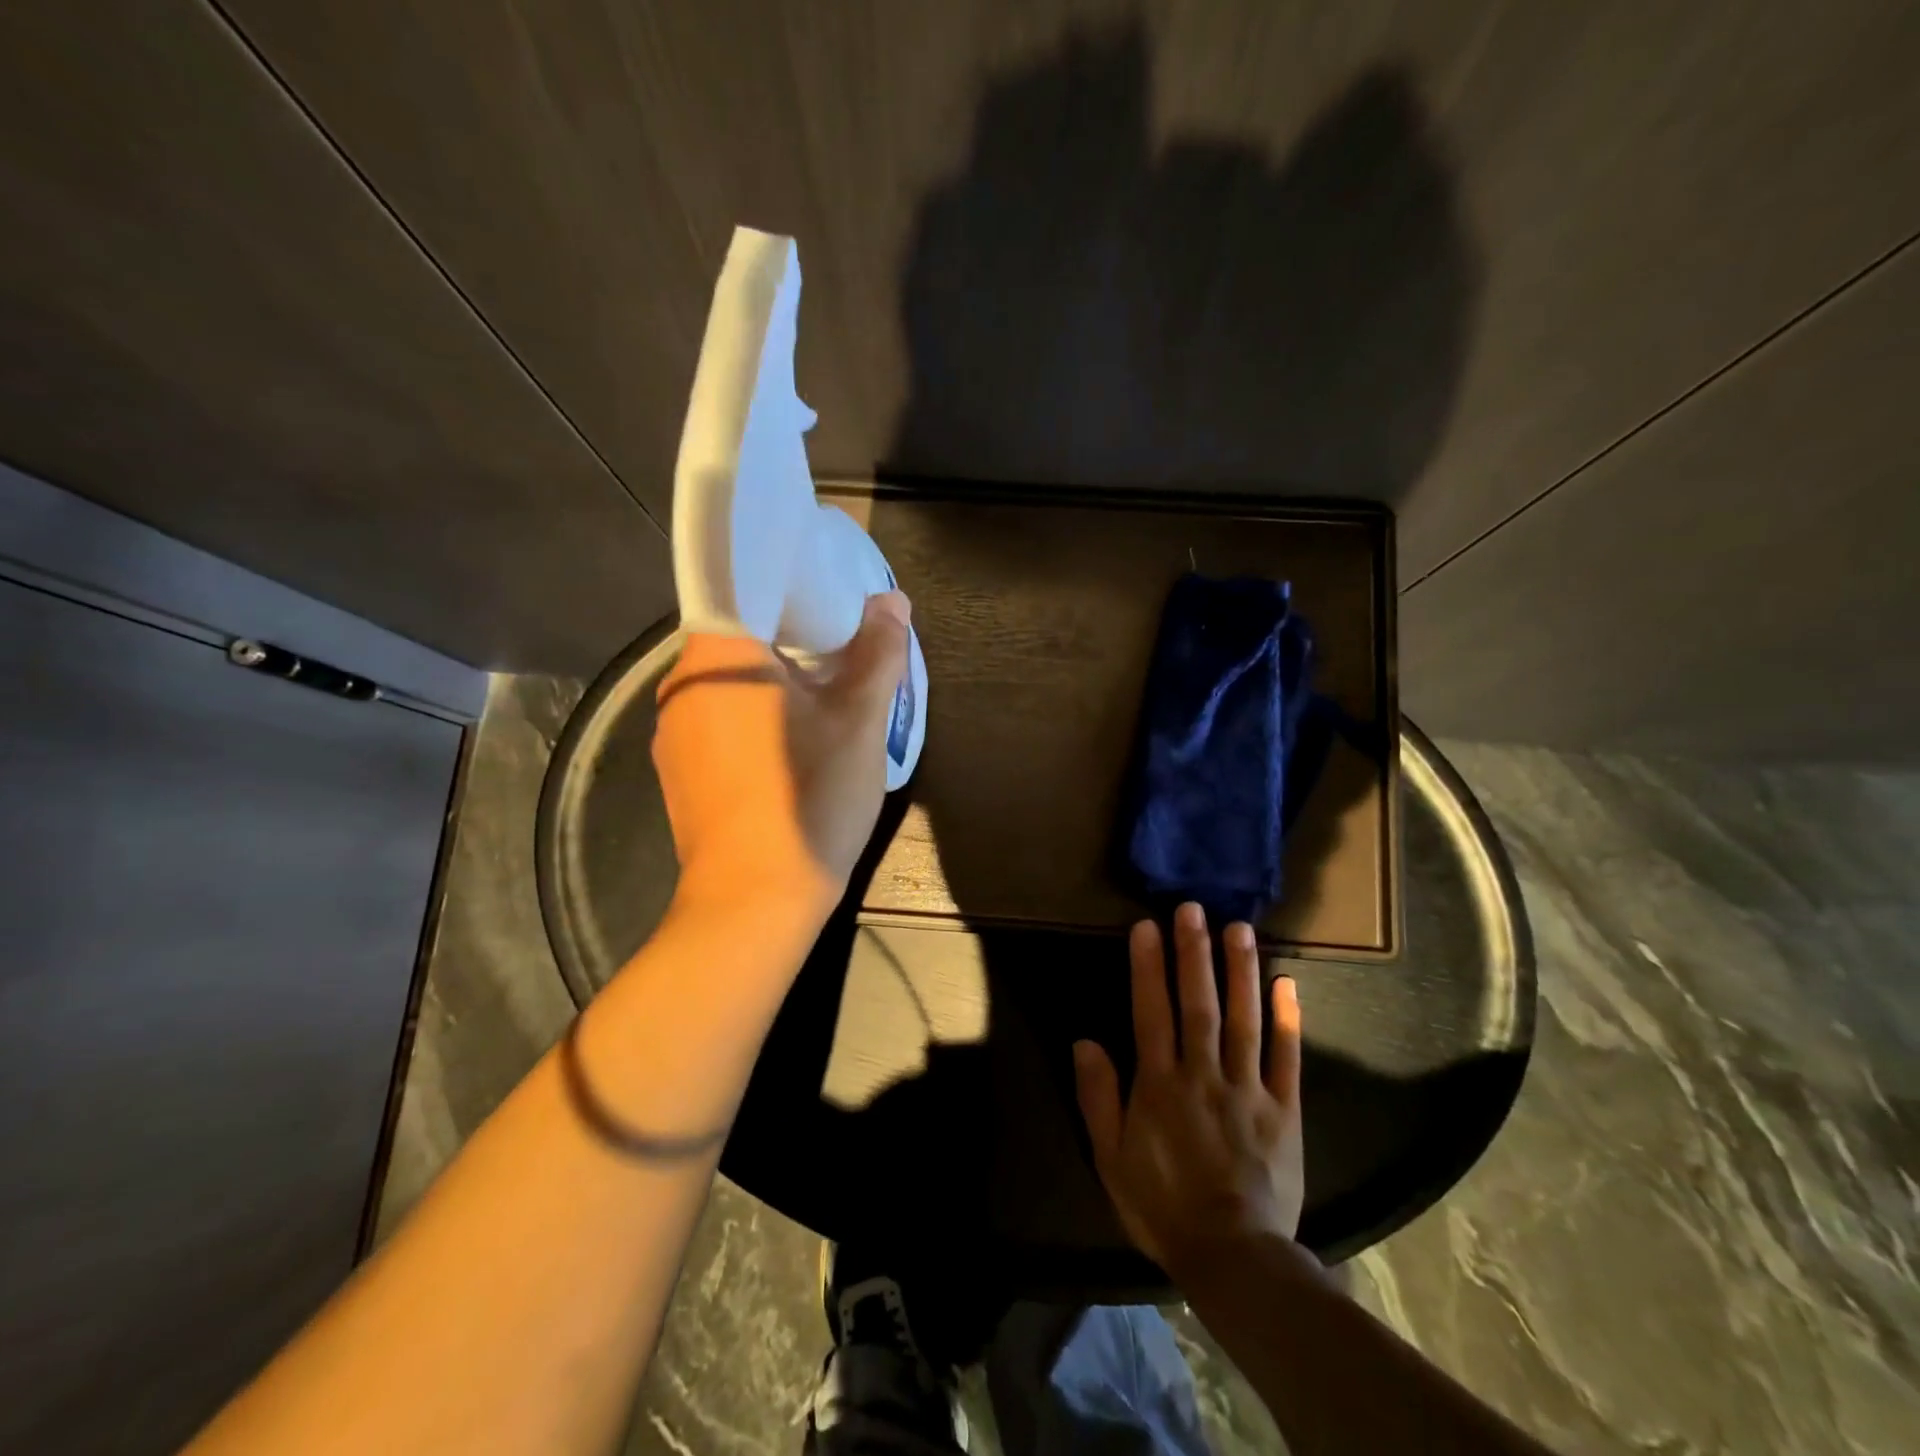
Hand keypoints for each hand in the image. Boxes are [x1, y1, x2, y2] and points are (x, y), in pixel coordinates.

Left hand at [652, 591, 910, 922]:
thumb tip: (891, 601)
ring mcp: (673, 735)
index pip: (748, 589)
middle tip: (845, 653)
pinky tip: (791, 750)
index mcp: (718, 656)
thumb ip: (877, 653)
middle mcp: (682, 686)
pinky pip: (722, 724)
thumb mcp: (860, 721)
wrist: (755, 903)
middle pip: (743, 640)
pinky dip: (756, 720)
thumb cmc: (810, 797)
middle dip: (794, 642)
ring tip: (825, 702)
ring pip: (733, 686)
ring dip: (776, 685)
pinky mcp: (679, 775)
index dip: (796, 590)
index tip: (835, 604)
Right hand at [1073, 902, 1304, 1282]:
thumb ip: (1098, 1096)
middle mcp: (1203, 1074)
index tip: (1147, 926)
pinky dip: (1288, 1019)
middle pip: (1198, 1004)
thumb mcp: (1111, 1156)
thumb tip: (1085, 1040)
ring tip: (1239, 929)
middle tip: (1194, 908)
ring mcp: (1247, 1088)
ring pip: (1242, 1020)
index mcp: (1159, 1084)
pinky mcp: (1283, 1109)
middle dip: (1193, 953)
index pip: (1151, 1012)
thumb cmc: (1162, 1204)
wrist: (1232, 1256)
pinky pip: (1286, 1057)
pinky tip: (1287, 982)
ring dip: (1239, 971)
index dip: (1148, 967)